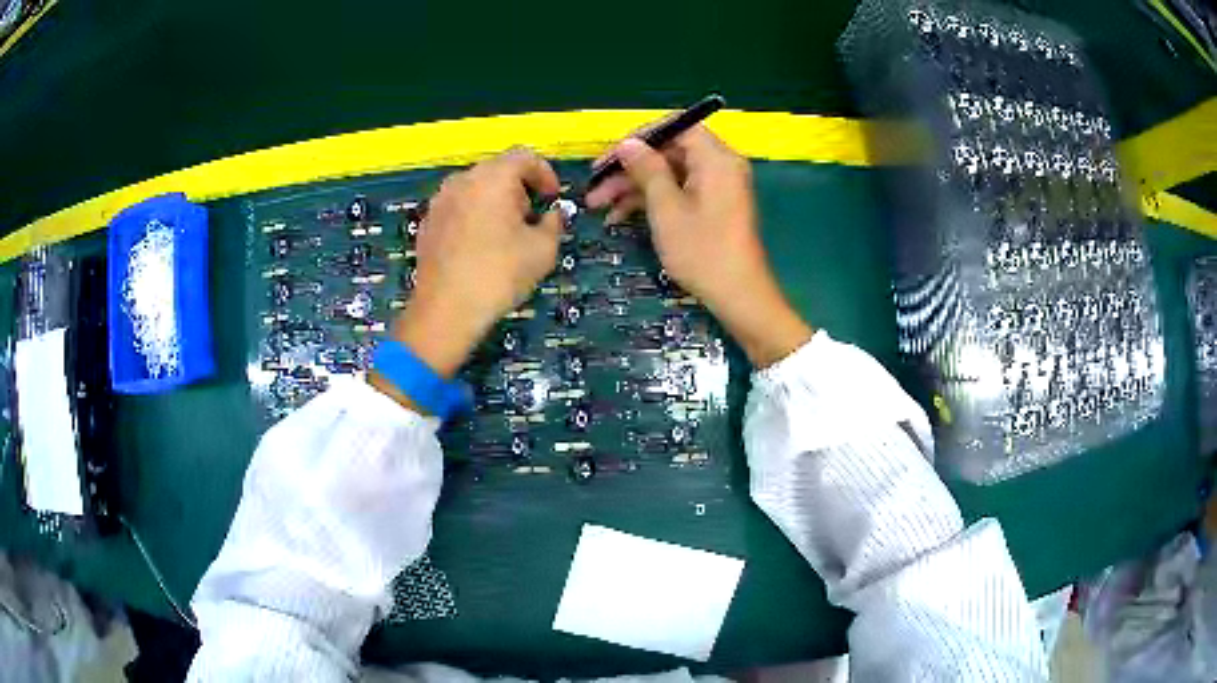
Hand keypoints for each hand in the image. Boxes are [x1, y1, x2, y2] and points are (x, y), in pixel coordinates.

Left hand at [385, 148, 562, 380]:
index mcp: (493, 178)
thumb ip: (554, 223)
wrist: (446, 310)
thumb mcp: (543, 250)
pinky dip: (472, 217)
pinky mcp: (427, 224)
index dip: (544, 173)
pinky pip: (457, 209)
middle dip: (519, 188)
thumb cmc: (499, 275)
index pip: (524, 156)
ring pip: (474, 189)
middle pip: (497, 170)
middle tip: (531, 217)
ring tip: (505, 234)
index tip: (552, 196)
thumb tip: (551, 215)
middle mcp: (462, 181)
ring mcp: (439, 201)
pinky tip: (479, 247)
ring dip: (494, 202)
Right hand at [586, 127, 811, 367]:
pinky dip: (651, 201)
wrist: (738, 296)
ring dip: (634, 187)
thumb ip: (647, 169)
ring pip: (669, 173)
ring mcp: (716, 187)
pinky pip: (678, 191)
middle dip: (630, 168)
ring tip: (599, 206)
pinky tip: (620, 217)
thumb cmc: (703, 251)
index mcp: (716, 158)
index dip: (640, 137)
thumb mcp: (667, 208)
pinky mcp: (711, 206)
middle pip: (669, 151)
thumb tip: (627, 143)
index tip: (611, 156)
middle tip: (596, 187)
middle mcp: (719, 165)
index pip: (676, 126)